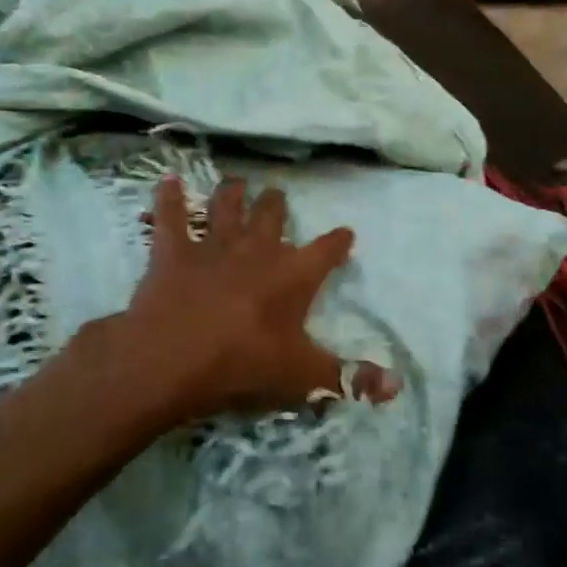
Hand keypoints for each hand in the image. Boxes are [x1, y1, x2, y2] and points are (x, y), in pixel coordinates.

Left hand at [59, 175, 397, 431]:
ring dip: (232, 194)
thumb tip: (396, 386)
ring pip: (226, 208)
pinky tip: (169, 180)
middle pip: (272, 216)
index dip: (338, 241)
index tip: (346, 233)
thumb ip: (350, 379)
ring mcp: (213, 246)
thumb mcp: (303, 377)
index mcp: (294, 275)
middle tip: (277, 194)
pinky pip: (171, 216)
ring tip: (236, 182)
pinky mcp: (173, 252)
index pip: (327, 250)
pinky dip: (169, 197)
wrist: (172, 359)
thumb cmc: (243, 364)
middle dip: (276, 204)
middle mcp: (258, 250)